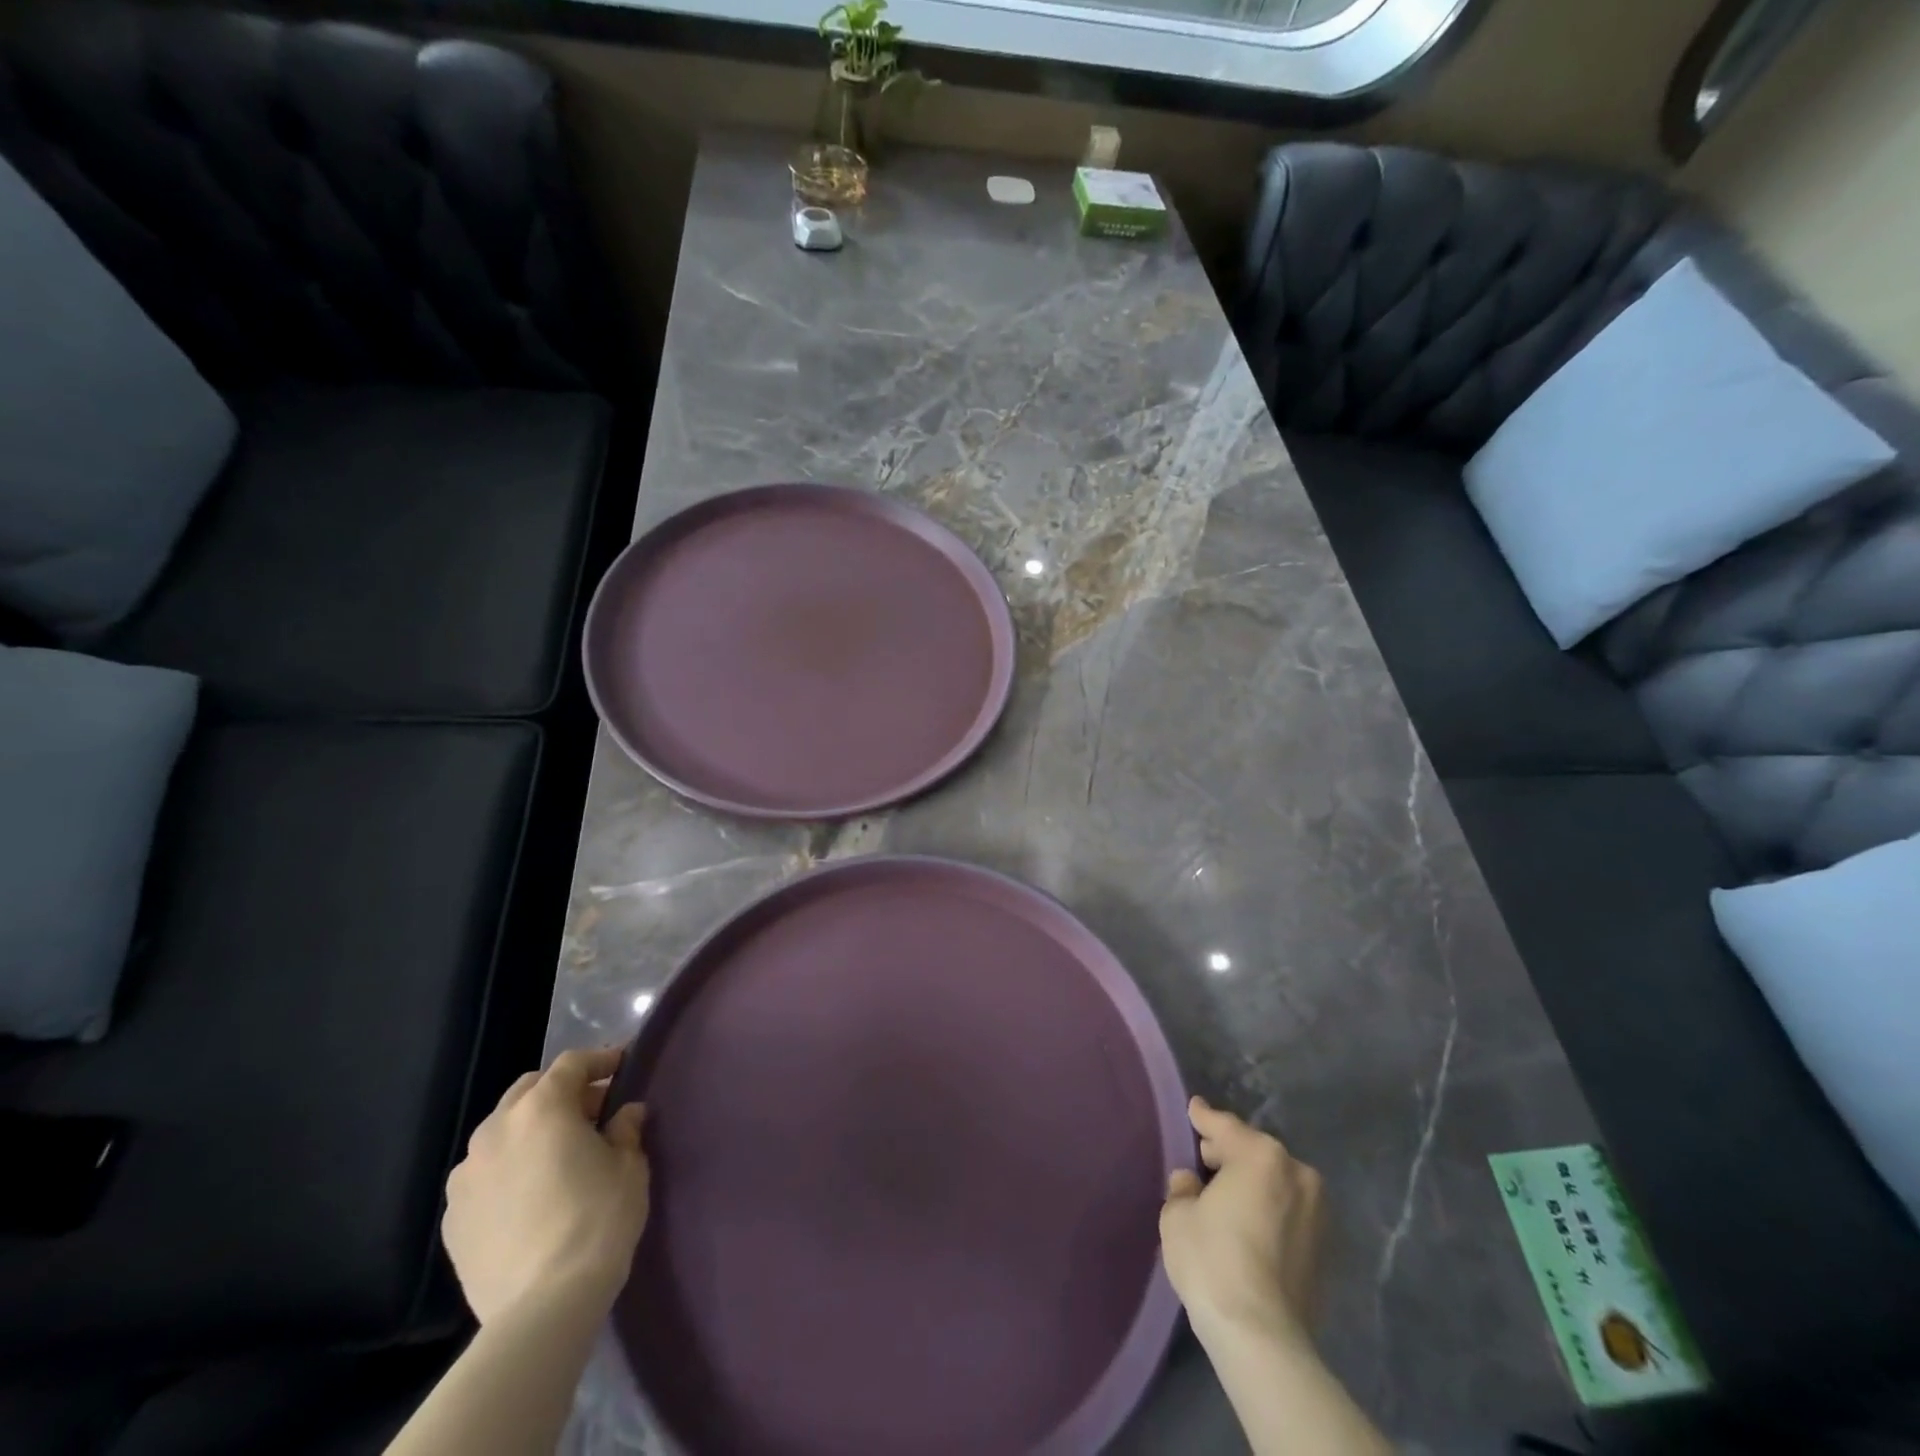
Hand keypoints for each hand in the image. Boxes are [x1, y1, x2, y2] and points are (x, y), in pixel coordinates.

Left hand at [442, 1046, 649, 1324]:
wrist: (542, 1308)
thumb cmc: (597, 1220)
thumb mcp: (629, 1166)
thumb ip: (625, 1129)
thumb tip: (625, 1114)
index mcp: (542, 1108)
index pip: (572, 1064)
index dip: (600, 1060)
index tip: (622, 1066)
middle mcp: (496, 1130)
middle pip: (529, 1089)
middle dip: (561, 1091)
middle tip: (592, 1111)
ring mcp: (466, 1175)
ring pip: (500, 1131)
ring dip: (529, 1129)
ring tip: (556, 1154)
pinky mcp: (452, 1217)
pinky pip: (483, 1174)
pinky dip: (507, 1168)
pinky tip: (528, 1194)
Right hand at [1159, 1096, 1324, 1347]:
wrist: (1262, 1336)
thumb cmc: (1212, 1261)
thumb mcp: (1178, 1215)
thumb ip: (1184, 1188)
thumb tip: (1191, 1183)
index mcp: (1260, 1154)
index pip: (1224, 1126)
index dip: (1203, 1117)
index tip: (1194, 1108)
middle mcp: (1296, 1173)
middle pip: (1254, 1151)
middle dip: (1229, 1153)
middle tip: (1203, 1158)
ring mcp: (1317, 1212)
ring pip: (1274, 1182)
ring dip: (1251, 1183)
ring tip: (1224, 1195)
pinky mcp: (1325, 1248)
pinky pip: (1287, 1212)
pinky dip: (1267, 1210)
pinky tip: (1246, 1224)